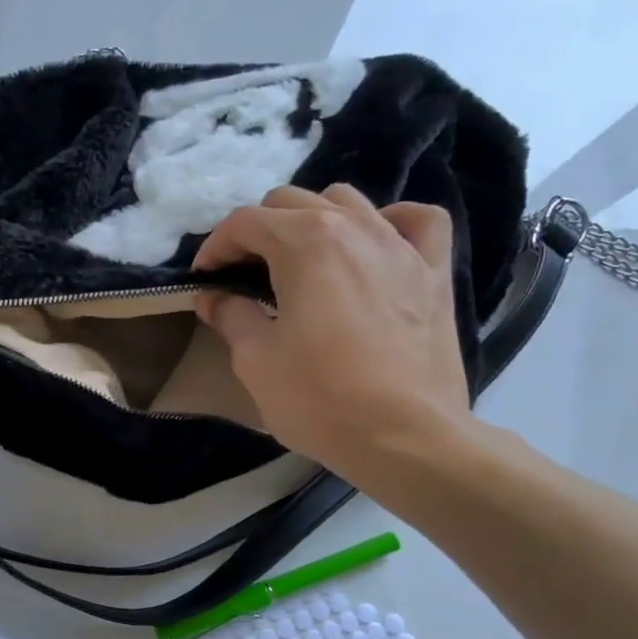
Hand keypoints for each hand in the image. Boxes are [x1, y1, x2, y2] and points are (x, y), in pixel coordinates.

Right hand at [193, 184, 475, 498]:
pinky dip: (389, 223)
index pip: (246, 222)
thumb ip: (231, 316)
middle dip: (258, 231)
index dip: (215, 247)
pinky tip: (375, 244)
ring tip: (300, 261)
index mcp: (305, 242)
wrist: (404, 437)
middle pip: (292, 201)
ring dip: (313, 220)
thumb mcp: (255, 360)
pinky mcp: (433, 272)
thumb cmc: (319, 398)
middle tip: (243, 275)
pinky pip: (417, 222)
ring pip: (349, 201)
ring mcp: (400, 245)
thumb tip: (214, 296)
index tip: (204, 279)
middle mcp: (354, 227)